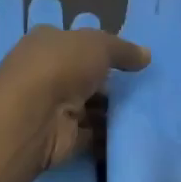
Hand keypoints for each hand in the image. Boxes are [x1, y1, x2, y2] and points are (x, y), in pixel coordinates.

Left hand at [0, 22, 149, 172]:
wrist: (33, 117)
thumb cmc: (61, 66)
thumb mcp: (98, 45)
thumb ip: (123, 50)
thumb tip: (146, 55)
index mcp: (47, 43)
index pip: (77, 43)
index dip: (102, 51)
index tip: (131, 62)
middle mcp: (46, 73)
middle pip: (84, 77)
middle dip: (109, 84)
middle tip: (142, 89)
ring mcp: (53, 107)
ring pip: (89, 107)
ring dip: (111, 112)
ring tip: (144, 112)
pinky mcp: (62, 138)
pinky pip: (92, 135)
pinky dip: (108, 137)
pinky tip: (132, 135)